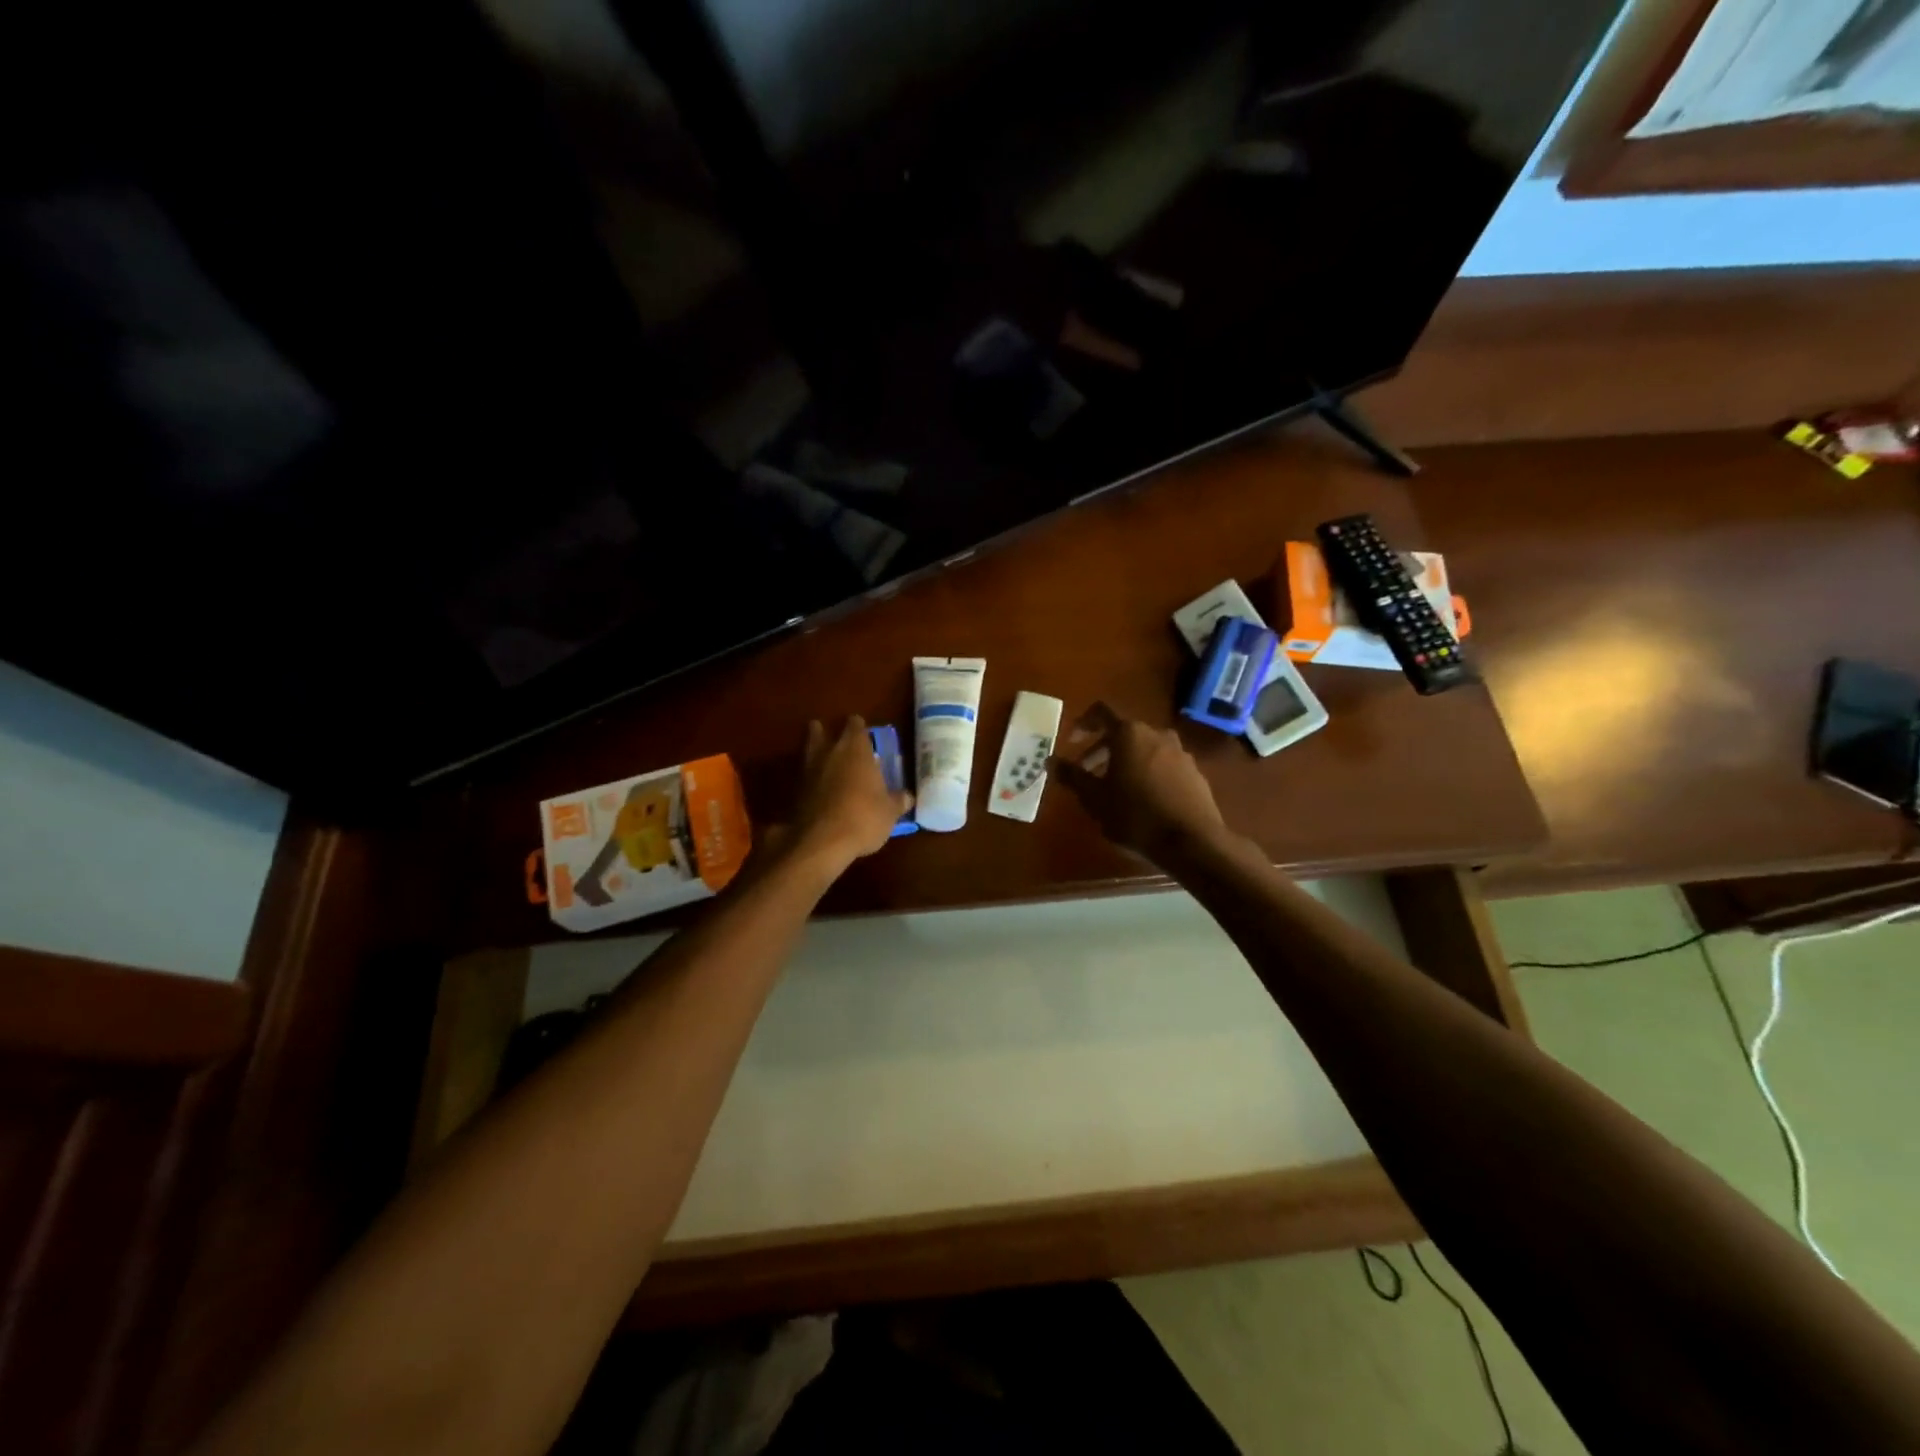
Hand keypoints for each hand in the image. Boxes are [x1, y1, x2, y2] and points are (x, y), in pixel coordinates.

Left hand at [787, 716, 912, 871]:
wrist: (821, 841)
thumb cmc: (863, 818)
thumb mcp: (889, 812)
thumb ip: (898, 800)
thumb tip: (907, 797)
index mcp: (856, 749)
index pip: (856, 725)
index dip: (859, 727)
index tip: (863, 731)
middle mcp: (829, 752)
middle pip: (821, 731)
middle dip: (827, 733)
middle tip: (839, 742)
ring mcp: (808, 770)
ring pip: (809, 751)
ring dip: (815, 753)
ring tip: (825, 761)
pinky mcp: (794, 791)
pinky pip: (803, 775)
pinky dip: (809, 778)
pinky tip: (817, 788)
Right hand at [1050, 702, 1228, 864]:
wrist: (1192, 842)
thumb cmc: (1135, 815)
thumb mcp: (1094, 798)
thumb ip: (1072, 776)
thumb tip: (1051, 761)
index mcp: (1130, 733)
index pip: (1101, 712)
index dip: (1083, 723)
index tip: (1071, 740)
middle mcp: (1157, 734)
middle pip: (1123, 732)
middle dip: (1102, 749)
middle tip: (1087, 772)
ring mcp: (1180, 753)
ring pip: (1144, 749)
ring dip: (1125, 762)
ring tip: (1114, 789)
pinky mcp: (1194, 773)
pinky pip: (1163, 764)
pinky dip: (1147, 773)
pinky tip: (1142, 800)